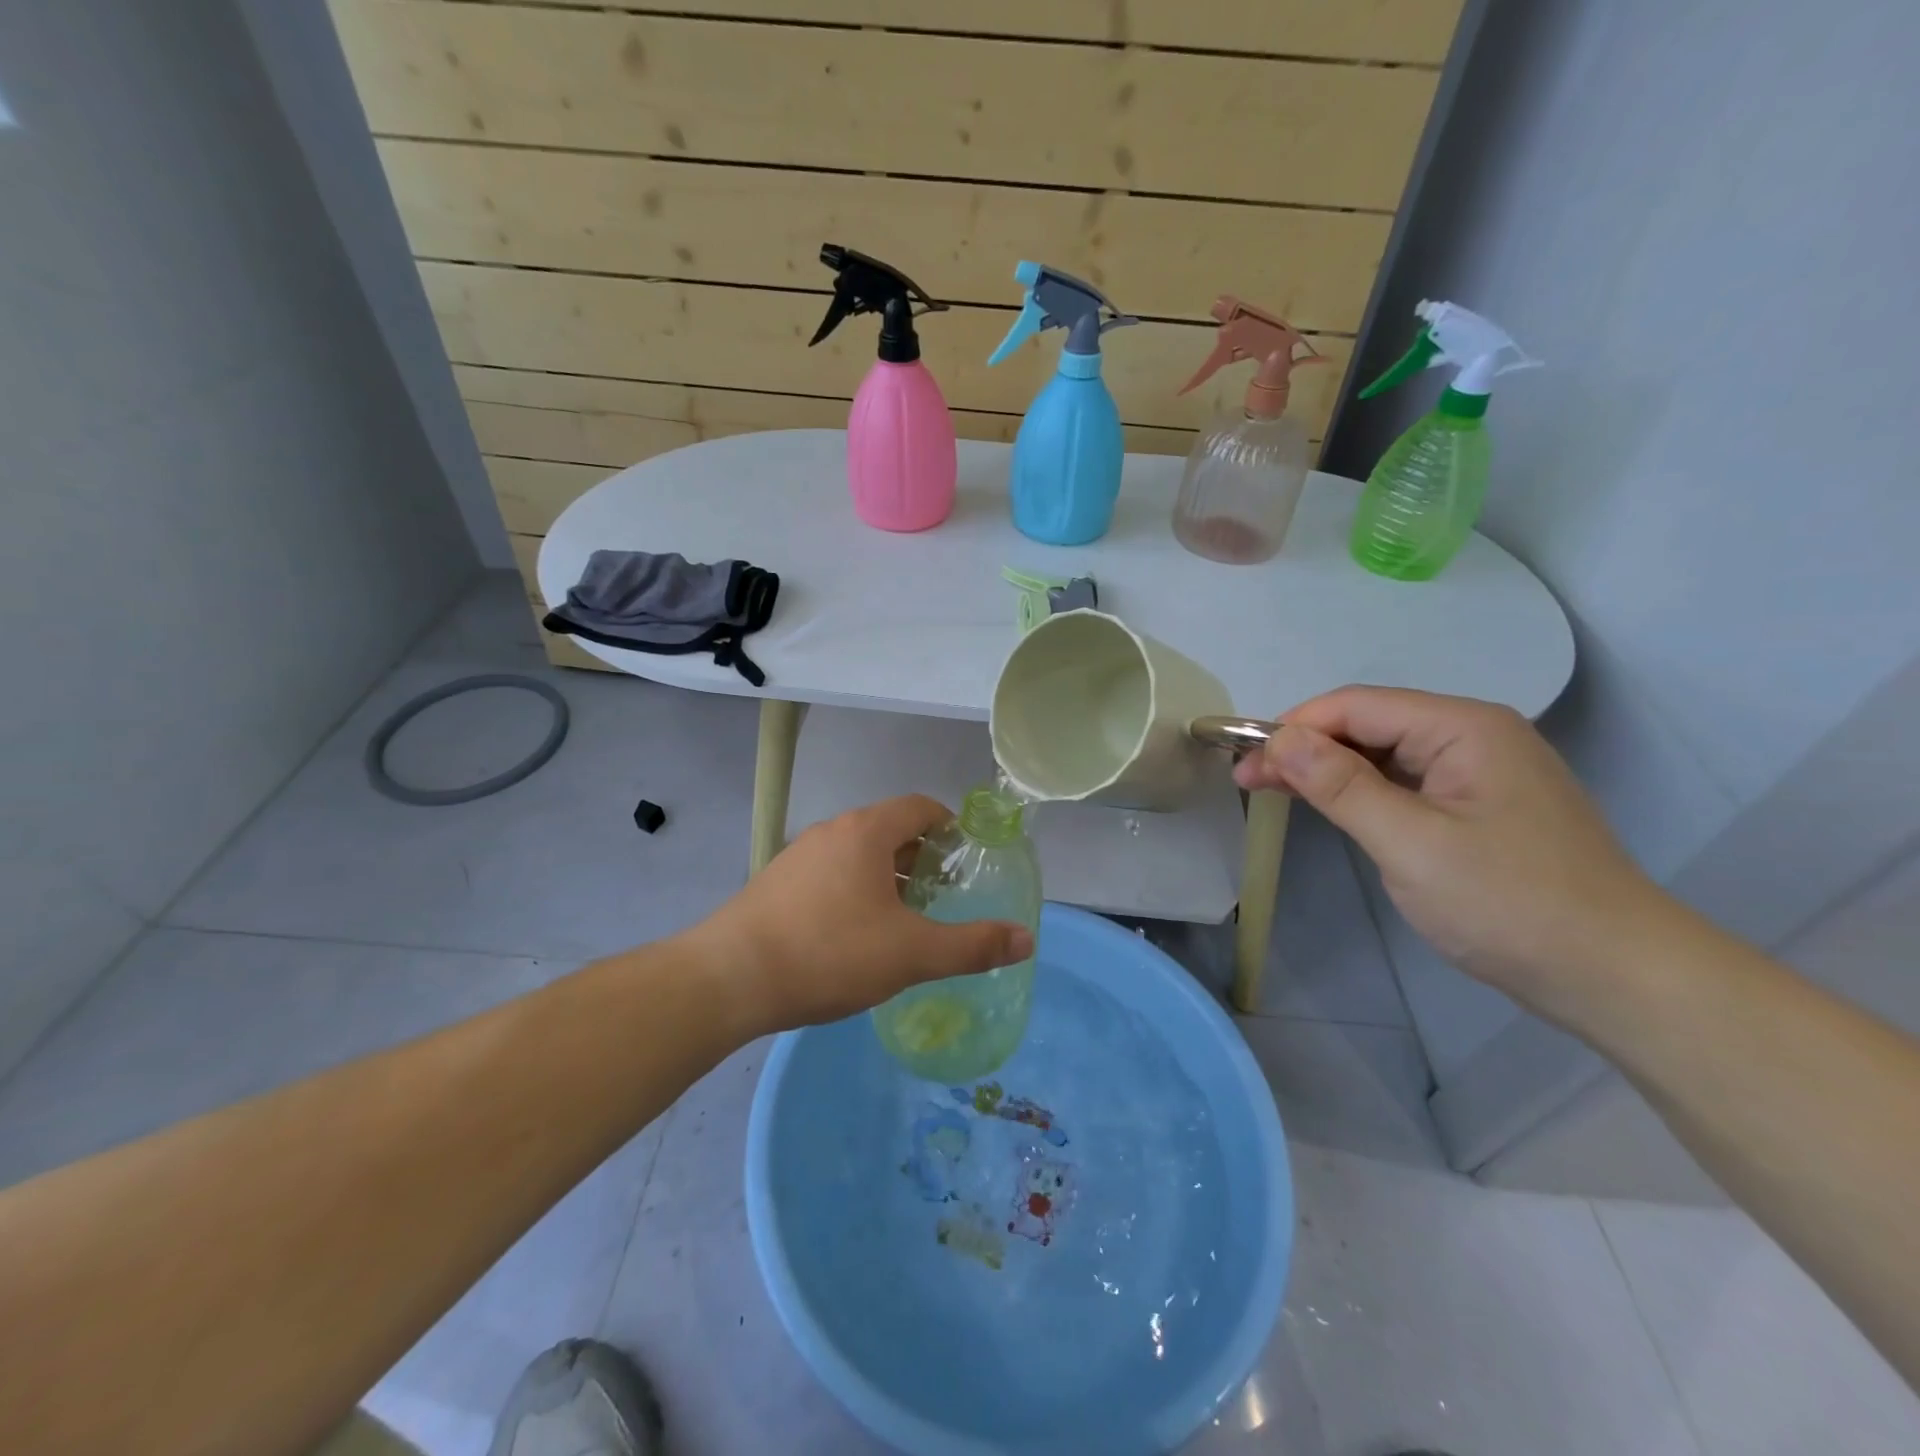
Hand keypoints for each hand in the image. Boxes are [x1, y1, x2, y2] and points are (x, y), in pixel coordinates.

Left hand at [685, 795, 1033, 1035]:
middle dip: (922, 857)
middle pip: (890, 829)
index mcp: (866, 832)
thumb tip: (1026, 938)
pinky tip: (855, 935)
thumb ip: (972, 946)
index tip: (968, 860)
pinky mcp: (776, 883)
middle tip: (944, 895)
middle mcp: (832, 831)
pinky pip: (830, 874)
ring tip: (905, 918)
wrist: (729, 979)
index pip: (920, 807)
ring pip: (858, 854)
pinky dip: (855, 890)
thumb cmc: (830, 953)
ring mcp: (799, 856)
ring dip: (888, 876)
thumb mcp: (912, 954)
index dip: (951, 827)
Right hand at [1234, 687, 1670, 1017]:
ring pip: (1384, 753)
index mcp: (1464, 728)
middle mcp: (1474, 735)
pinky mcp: (1480, 806)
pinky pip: (1405, 782)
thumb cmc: (1511, 904)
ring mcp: (1480, 772)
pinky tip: (1331, 805)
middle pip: (1369, 724)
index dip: (1294, 727)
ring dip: (1327, 769)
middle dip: (1305, 747)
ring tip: (1274, 790)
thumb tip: (1279, 738)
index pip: (1357, 706)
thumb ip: (1341, 785)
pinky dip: (1360, 790)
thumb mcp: (1410, 843)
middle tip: (1247, 781)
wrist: (1617, 976)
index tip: (1243, 759)